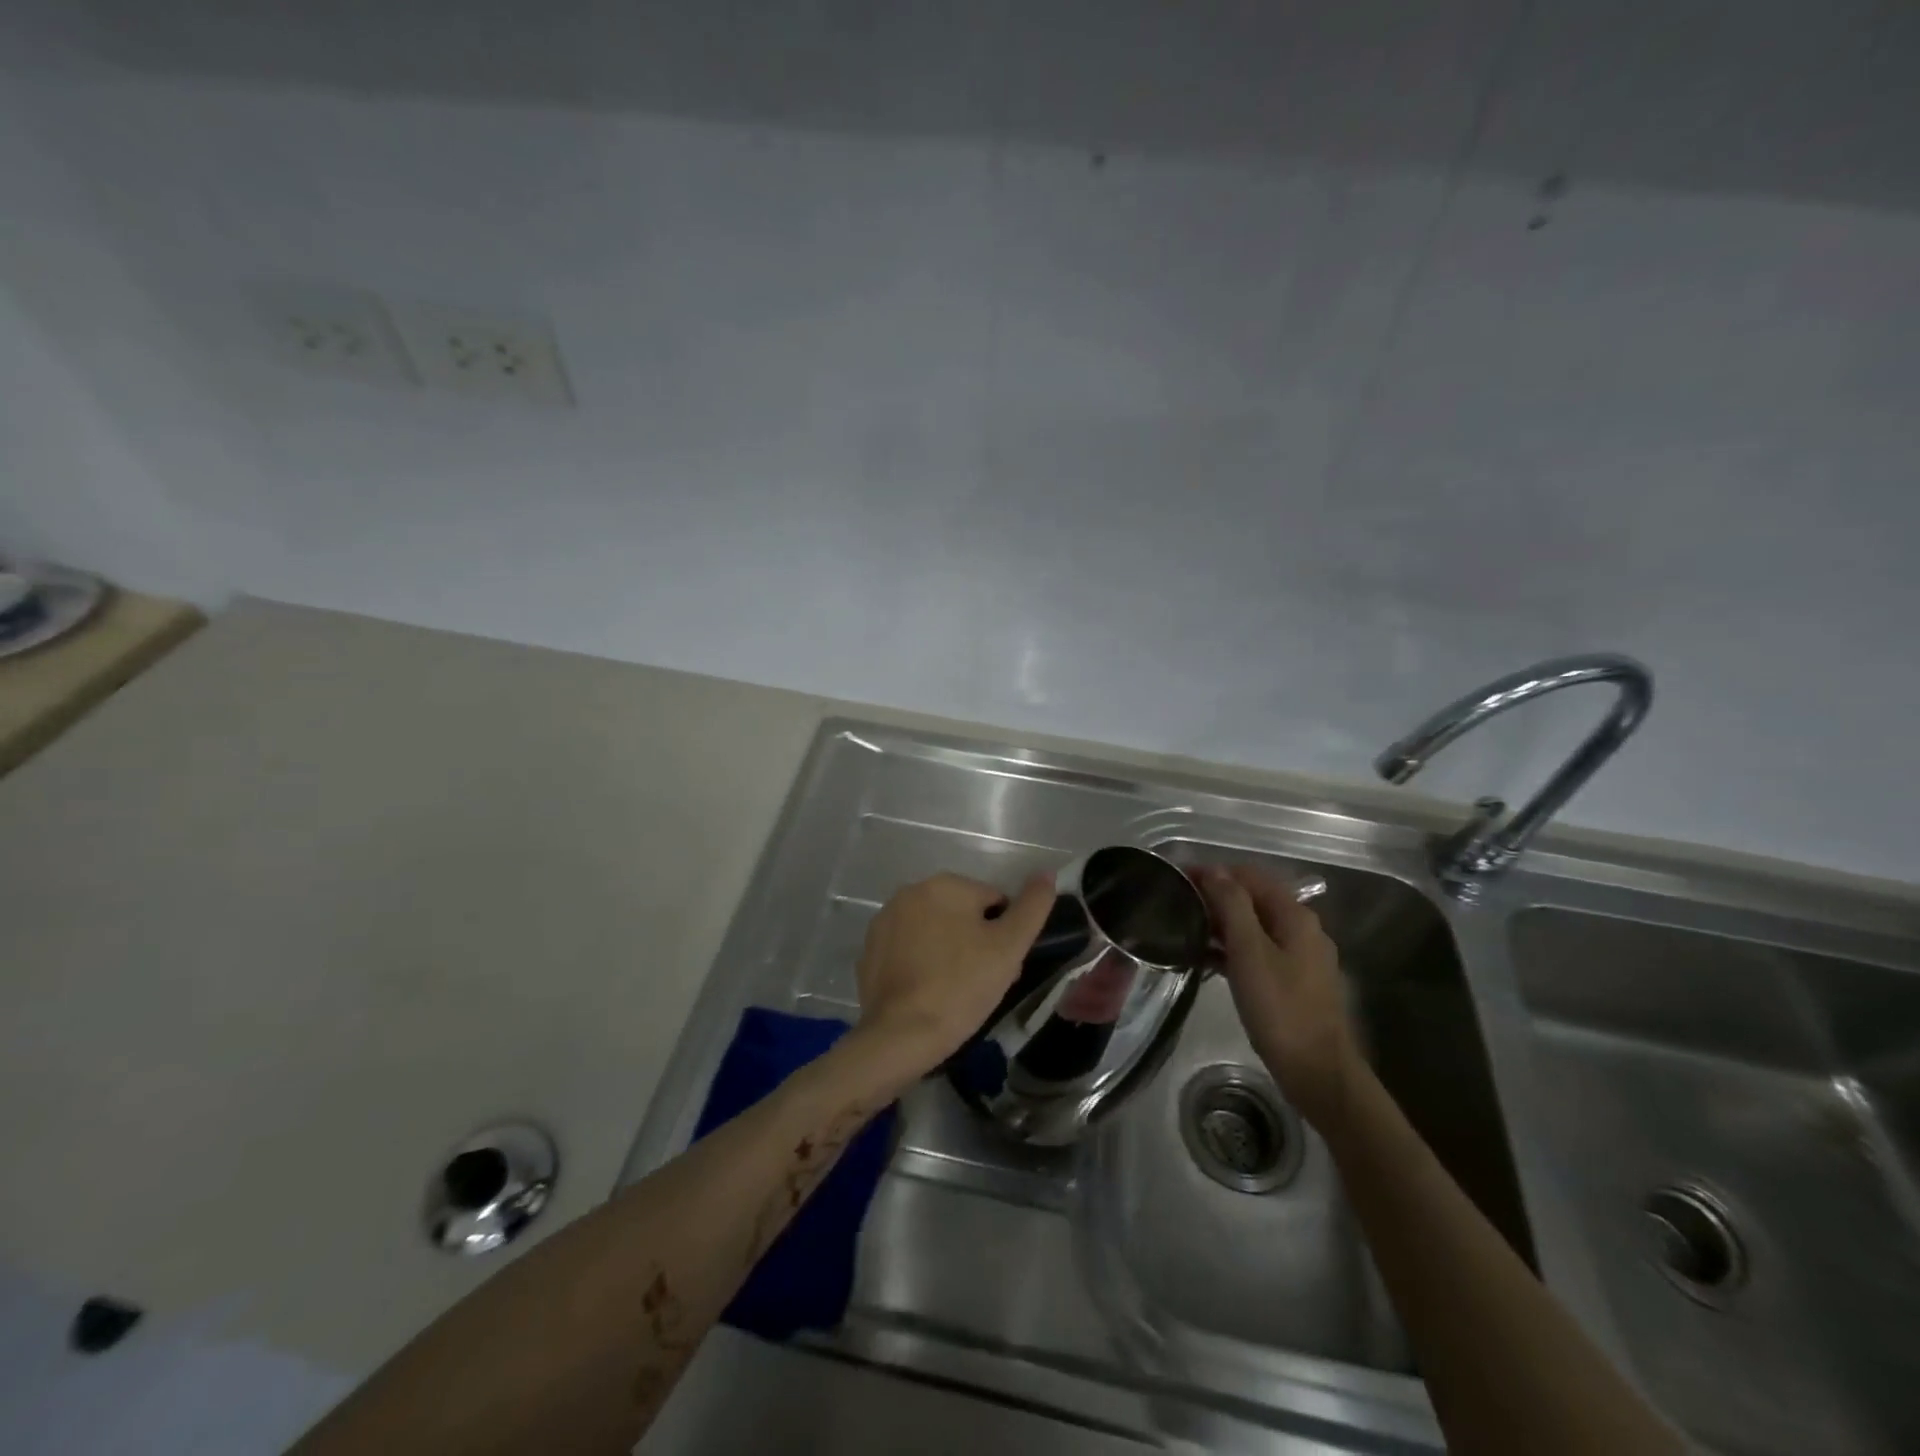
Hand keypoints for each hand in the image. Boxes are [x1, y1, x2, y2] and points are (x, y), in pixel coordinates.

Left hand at [852, 871, 1055, 1074]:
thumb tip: (1047, 873)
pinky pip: (908, 950)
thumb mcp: (1009, 947)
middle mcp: (910, 891)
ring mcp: (885, 921)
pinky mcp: (870, 950)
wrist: (901, 1035)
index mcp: (945, 884)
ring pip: (934, 931)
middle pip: (962, 914)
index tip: (1004, 968)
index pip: (994, 901)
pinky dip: (921, 964)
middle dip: (977, 942)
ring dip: (949, 951)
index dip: (1005, 936)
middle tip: (983, 982)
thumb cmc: (961, 987)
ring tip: (957, 992)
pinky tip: (928, 993)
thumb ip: (1032, 907)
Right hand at [1196, 864, 1362, 1126]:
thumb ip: (1232, 905)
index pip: (1249, 875)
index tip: (1178, 878)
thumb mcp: (1249, 952)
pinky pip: (1257, 951)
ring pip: (1254, 926)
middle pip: (1253, 898)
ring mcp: (1300, 956)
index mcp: (1295, 916)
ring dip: (1221, 923)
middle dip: (1215, 896)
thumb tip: (1214, 870)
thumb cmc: (1280, 1008)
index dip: (1213, 872)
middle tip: (1177, 905)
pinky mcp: (1293, 981)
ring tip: (1184, 929)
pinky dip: (1232, 949)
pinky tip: (1206, 959)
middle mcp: (1302, 929)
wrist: (1317, 1072)